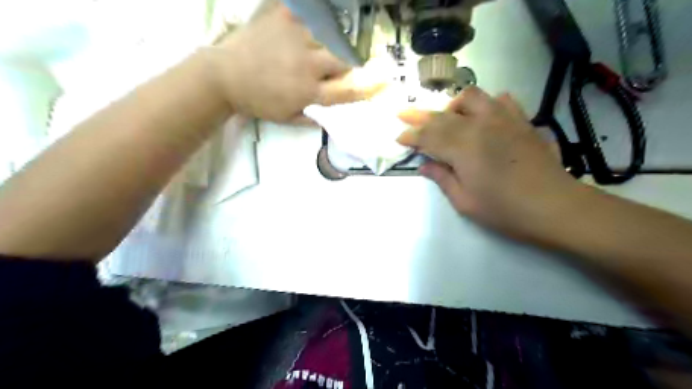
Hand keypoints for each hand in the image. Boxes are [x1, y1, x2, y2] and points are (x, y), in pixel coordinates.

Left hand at [203, 0, 385, 121]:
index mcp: (309, 91)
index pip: (349, 89)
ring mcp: (296, 37)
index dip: (369, 86)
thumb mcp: (287, 118)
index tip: (383, 83)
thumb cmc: (258, 102)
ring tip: (317, 50)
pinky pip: (311, 13)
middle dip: (348, 64)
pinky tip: (308, 28)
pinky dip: (315, 19)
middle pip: (344, 60)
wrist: (225, 75)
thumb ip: (313, 117)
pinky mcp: (284, 16)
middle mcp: (308, 64)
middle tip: (340, 66)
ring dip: (331, 44)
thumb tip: (334, 114)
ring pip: (330, 37)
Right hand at [398, 86, 585, 240]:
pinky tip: (483, 115)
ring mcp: (504, 119)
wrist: (554, 207)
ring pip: (471, 97)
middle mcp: (480, 126)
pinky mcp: (522, 121)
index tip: (399, 136)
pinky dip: (487, 103)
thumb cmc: (504, 210)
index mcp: (463, 148)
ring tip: (447, 117)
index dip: (411, 135)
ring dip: (453, 105)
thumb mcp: (465, 201)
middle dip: (420, 115)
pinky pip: (502, 100)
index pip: (429, 136)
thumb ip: (442, 178)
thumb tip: (424, 165)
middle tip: (404, 114)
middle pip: (443, 115)